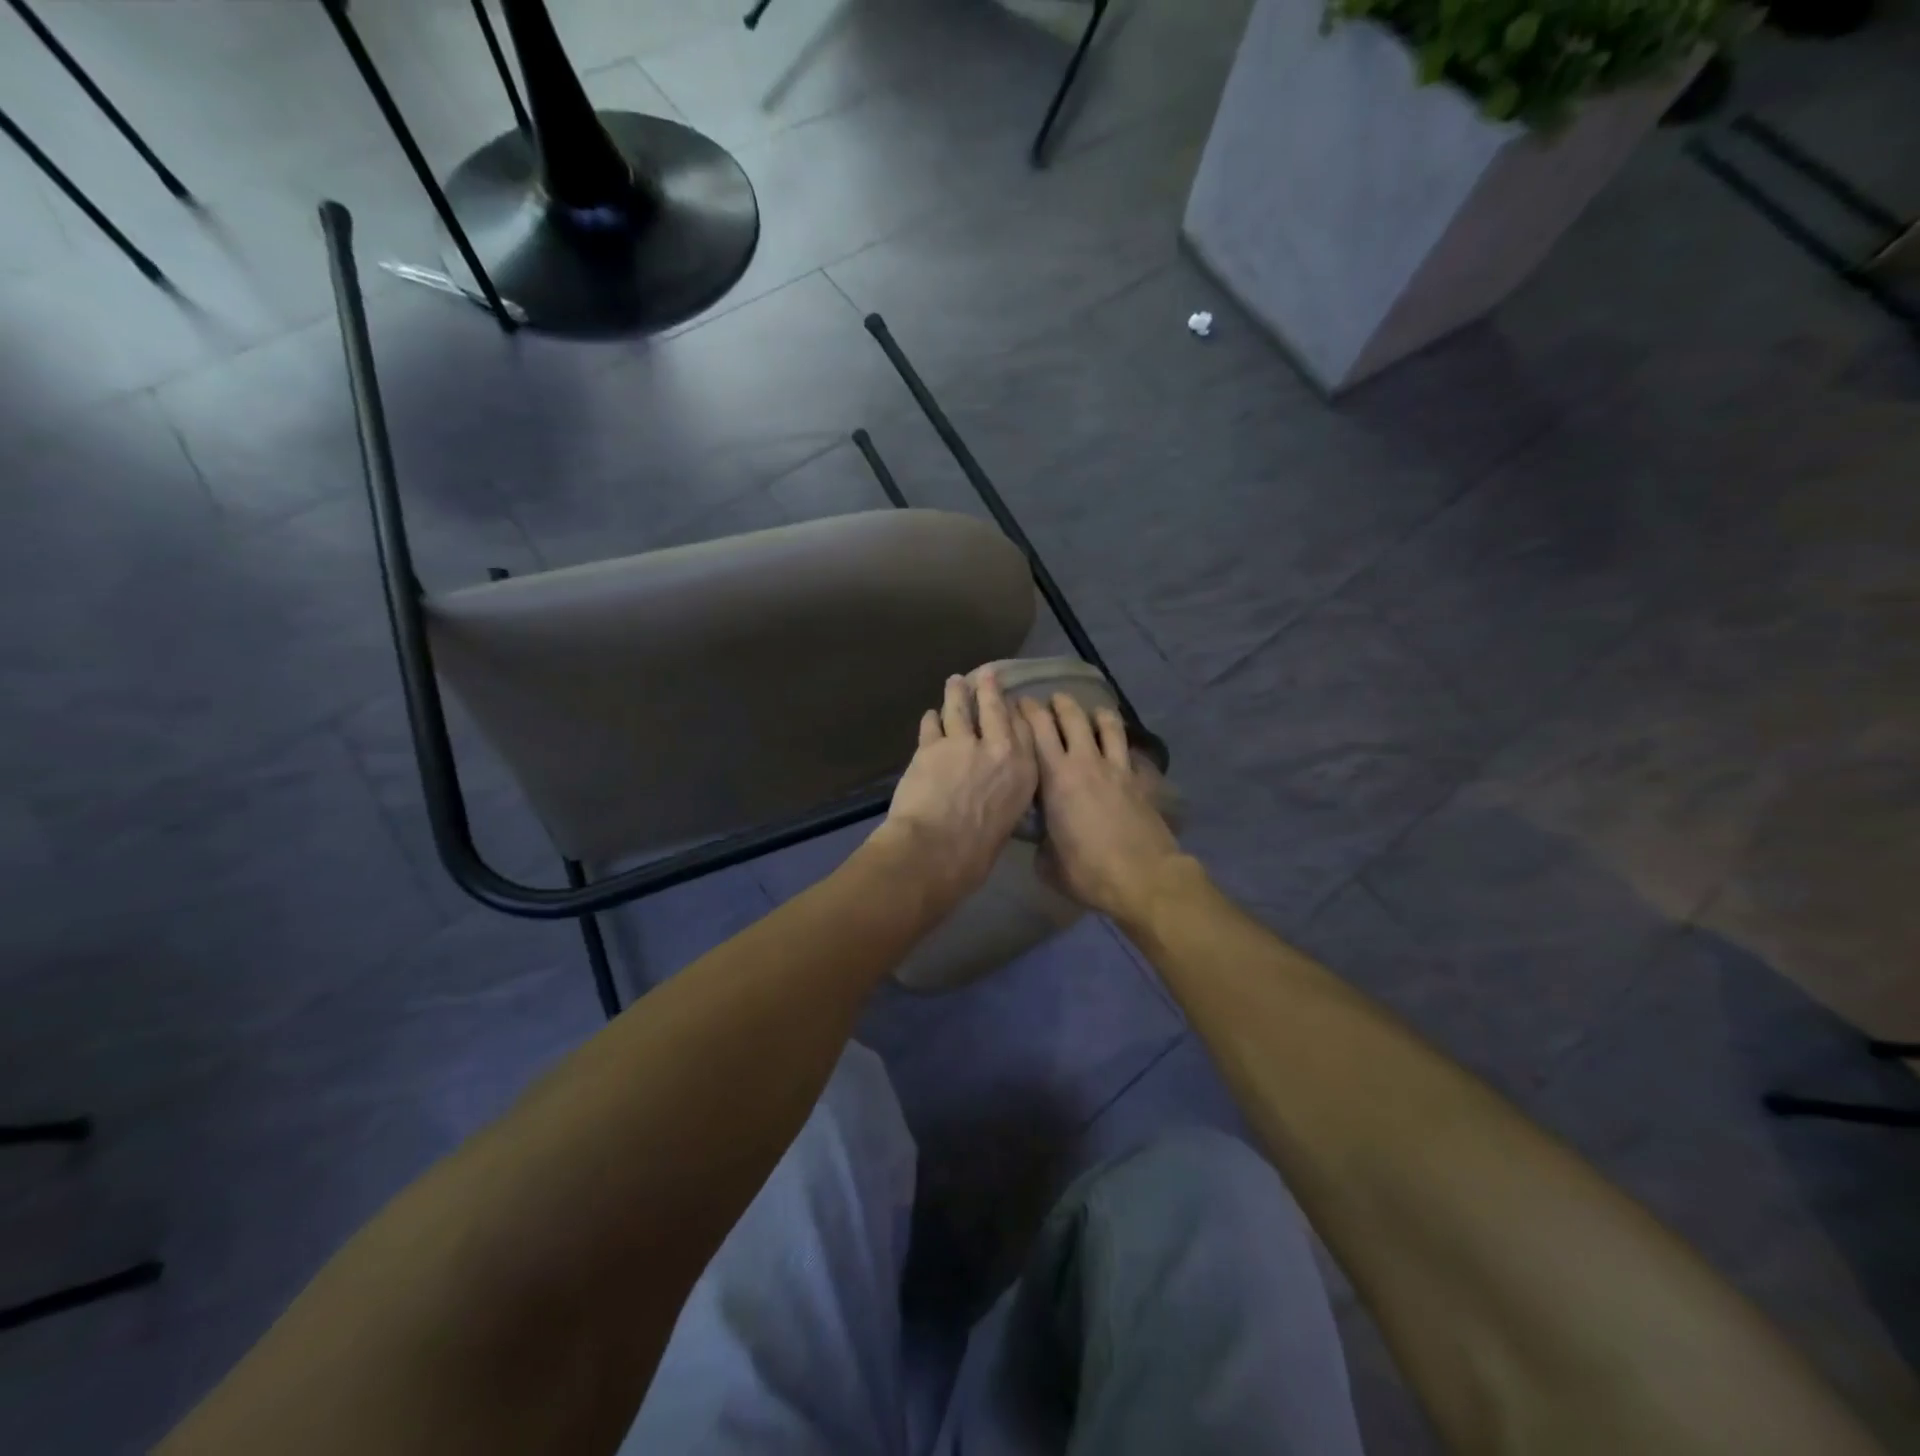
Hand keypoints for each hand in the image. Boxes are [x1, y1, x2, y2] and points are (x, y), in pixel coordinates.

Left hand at [872, 670, 1038, 909]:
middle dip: (990, 689)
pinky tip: (930, 715)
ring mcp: (963, 743)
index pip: (1024, 730)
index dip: (1015, 713)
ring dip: (956, 693)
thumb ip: (1003, 797)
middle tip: (986, 675)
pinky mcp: (931, 745)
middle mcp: (999, 749)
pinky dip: (931, 719)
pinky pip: (932, 725)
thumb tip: (993, 794)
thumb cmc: (975, 854)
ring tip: (954, 681)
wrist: (935, 850)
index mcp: (1024, 772)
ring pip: (960, 708)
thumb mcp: (1006, 823)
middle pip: (995, 709)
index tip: (1011, 704)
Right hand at [1019, 694, 1186, 923]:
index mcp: (1055, 778)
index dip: (1026, 712)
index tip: (1017, 705)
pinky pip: (1128, 749)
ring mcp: (1116, 768)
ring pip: (1106, 724)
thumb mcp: (1047, 862)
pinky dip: (1119, 740)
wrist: (1143, 877)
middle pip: (1071, 717)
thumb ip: (1039, 841)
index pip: (1037, 730)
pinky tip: (1116, 745)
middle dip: (1058, 703)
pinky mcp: (1139, 780)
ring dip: (1094, 712)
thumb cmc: (1087, 871)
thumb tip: (1040, 836)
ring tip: (1089, 711)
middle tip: (1049, 701)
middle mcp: (1085, 762)